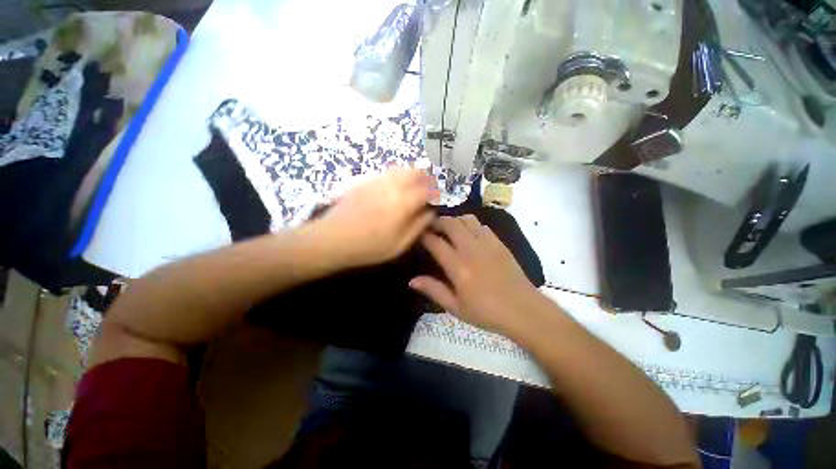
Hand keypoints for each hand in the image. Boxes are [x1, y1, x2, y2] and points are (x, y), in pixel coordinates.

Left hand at [314, 168, 437, 267]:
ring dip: (412, 175)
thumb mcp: (400, 244)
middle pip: (415, 172)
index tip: (437, 199)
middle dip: (426, 178)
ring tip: (414, 187)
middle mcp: (392, 185)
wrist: (332, 239)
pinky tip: (395, 188)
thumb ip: (418, 226)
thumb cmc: (369, 247)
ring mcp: (377, 181)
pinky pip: (387, 173)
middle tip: (428, 189)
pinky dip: (397, 176)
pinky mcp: (365, 181)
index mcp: (403, 202)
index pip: (427, 190)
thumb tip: (431, 213)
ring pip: (401, 169)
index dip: (435, 193)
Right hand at [409, 216, 541, 333]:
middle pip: (451, 224)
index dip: (424, 236)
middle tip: (431, 225)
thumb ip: (433, 290)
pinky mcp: (499, 243)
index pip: (436, 243)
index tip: (419, 235)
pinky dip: (471, 224)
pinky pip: (482, 226)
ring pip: (467, 220)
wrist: (523, 310)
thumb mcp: (455, 307)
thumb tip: (412, 281)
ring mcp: (487, 244)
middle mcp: (471, 250)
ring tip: (449, 227)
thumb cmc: (486, 312)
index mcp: (458, 267)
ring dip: (455, 220)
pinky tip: (469, 233)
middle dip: (438, 221)